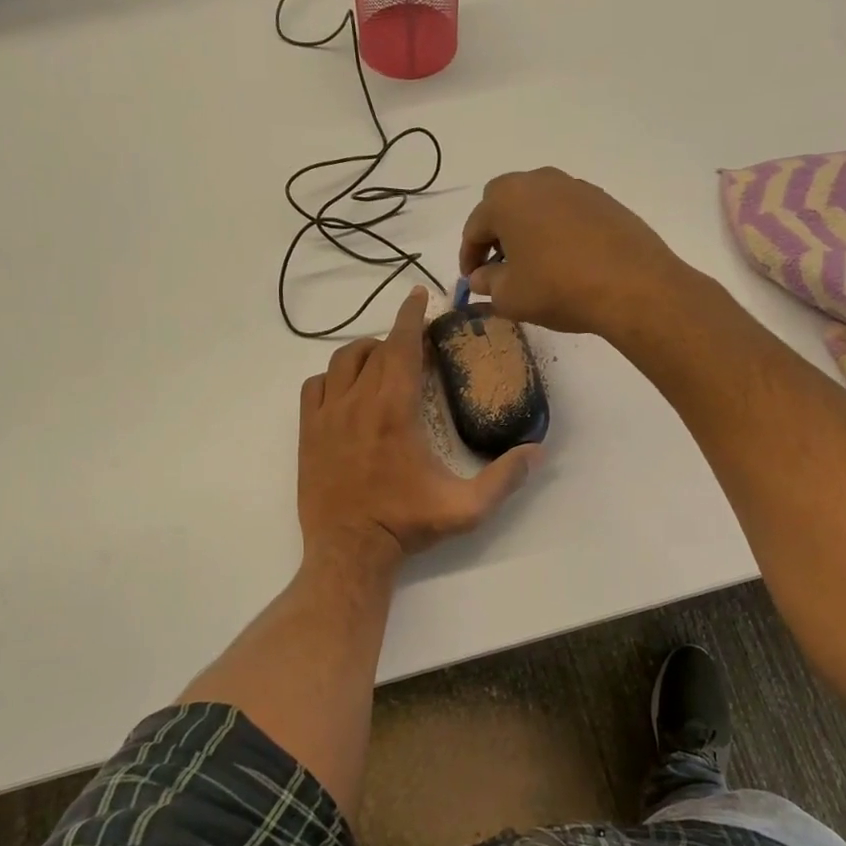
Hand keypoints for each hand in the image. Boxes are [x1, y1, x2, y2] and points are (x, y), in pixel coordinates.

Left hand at [298, 286, 538, 571]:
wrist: (349, 551)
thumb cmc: (406, 525)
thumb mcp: (465, 508)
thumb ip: (505, 478)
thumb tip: (538, 451)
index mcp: (395, 410)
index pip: (402, 345)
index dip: (411, 315)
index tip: (419, 294)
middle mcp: (357, 402)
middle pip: (374, 349)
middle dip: (396, 336)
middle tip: (415, 343)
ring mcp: (327, 415)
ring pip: (342, 361)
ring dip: (365, 353)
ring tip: (383, 361)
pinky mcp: (307, 431)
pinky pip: (315, 385)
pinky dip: (332, 377)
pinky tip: (346, 389)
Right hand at [459, 168, 690, 338]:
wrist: (632, 286)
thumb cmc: (558, 288)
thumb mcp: (510, 296)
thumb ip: (487, 283)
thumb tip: (481, 277)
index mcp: (506, 199)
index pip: (474, 227)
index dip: (468, 256)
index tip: (471, 281)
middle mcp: (539, 181)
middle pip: (504, 205)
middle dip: (496, 234)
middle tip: (498, 266)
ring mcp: (575, 187)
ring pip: (538, 206)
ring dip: (528, 230)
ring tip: (533, 264)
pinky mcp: (605, 201)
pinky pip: (567, 213)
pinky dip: (558, 232)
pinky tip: (565, 261)